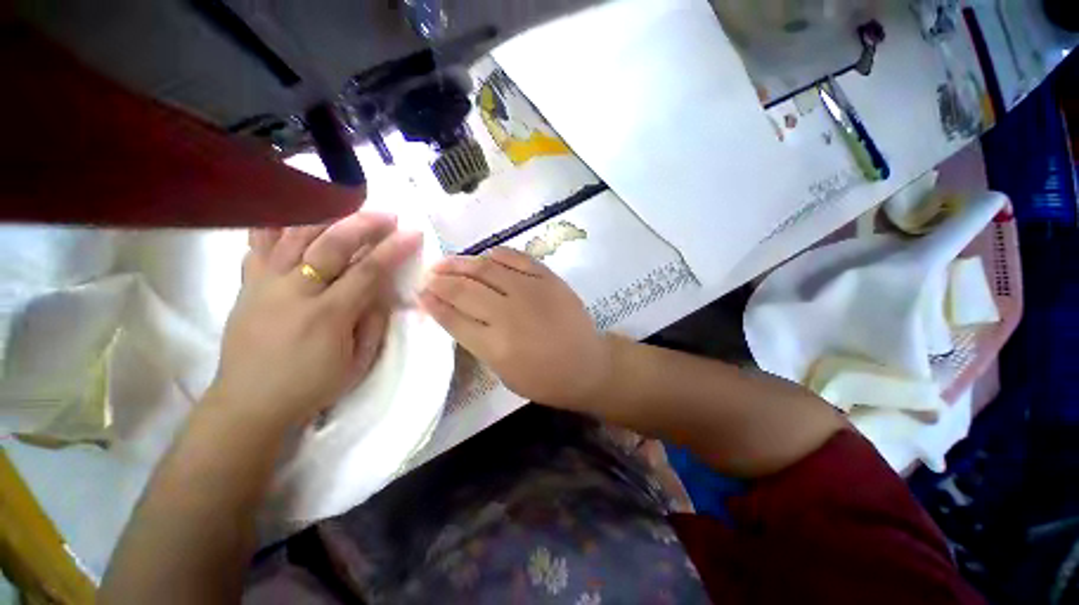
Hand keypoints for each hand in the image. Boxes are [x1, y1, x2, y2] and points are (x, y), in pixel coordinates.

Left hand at [210, 212, 421, 430]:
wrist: (249, 403)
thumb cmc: (312, 386)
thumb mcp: (358, 362)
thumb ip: (374, 321)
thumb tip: (383, 289)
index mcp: (327, 315)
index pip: (368, 271)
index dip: (393, 250)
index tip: (413, 233)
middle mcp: (293, 292)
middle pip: (330, 245)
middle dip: (364, 225)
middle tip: (387, 215)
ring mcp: (264, 284)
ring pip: (294, 236)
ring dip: (327, 217)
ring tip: (350, 208)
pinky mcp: (247, 284)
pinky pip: (258, 244)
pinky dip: (276, 223)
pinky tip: (293, 211)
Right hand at [418, 247, 611, 408]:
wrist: (587, 364)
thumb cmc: (544, 378)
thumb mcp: (503, 373)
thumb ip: (478, 342)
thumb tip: (455, 314)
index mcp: (495, 346)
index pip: (453, 318)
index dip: (432, 303)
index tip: (419, 293)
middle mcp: (509, 314)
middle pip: (464, 290)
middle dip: (440, 280)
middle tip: (428, 275)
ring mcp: (530, 292)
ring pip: (487, 269)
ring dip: (461, 263)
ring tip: (446, 262)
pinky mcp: (548, 279)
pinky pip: (517, 259)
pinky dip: (497, 254)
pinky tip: (485, 256)